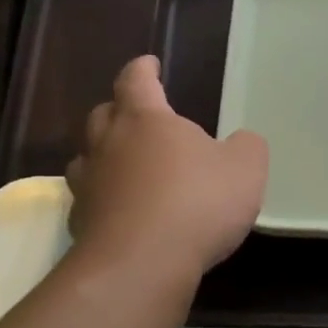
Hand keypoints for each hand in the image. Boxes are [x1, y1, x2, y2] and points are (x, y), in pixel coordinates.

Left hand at [66, 56, 268, 283]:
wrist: (142, 264)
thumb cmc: (197, 202)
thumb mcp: (246, 169)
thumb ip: (246, 147)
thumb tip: (240, 142)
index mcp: (145, 119)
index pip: (136, 81)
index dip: (143, 69)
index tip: (149, 63)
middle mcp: (108, 144)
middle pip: (104, 114)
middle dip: (120, 110)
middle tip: (139, 116)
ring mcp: (90, 185)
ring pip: (89, 156)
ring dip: (105, 154)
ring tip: (125, 162)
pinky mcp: (82, 223)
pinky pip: (90, 199)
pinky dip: (104, 197)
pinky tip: (121, 210)